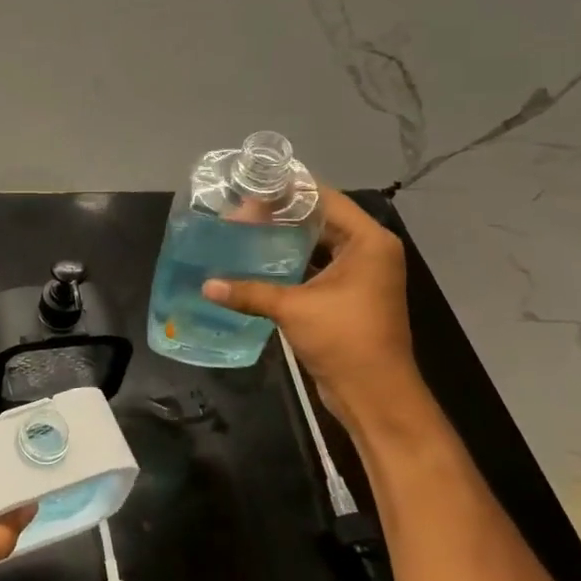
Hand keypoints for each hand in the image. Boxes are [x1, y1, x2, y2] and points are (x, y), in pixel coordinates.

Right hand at [201, 188, 420, 426]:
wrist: (375, 394)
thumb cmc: (345, 340)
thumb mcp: (293, 309)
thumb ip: (249, 292)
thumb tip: (205, 285)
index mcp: (368, 242)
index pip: (325, 199)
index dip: (288, 190)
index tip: (251, 186)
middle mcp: (368, 251)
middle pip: (320, 218)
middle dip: (281, 214)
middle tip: (238, 210)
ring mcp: (360, 273)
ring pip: (316, 242)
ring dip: (284, 237)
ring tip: (242, 230)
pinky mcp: (348, 294)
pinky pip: (315, 264)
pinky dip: (290, 260)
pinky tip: (257, 260)